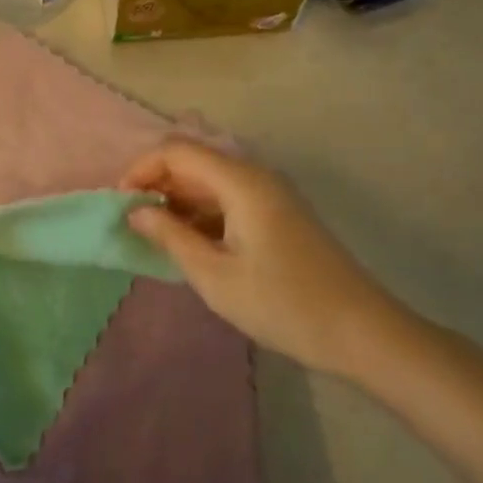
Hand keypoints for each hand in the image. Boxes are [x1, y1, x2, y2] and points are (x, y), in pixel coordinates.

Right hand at [121, 140, 406, 375]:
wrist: (362, 332)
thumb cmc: (283, 304)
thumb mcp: (214, 275)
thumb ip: (170, 236)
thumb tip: (135, 211)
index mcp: (241, 181)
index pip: (177, 150)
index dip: (142, 168)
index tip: (121, 204)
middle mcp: (257, 175)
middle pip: (194, 160)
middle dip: (158, 184)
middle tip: (135, 223)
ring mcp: (272, 194)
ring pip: (211, 180)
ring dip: (179, 200)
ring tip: (158, 238)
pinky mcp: (280, 213)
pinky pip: (230, 198)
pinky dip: (202, 212)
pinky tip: (192, 244)